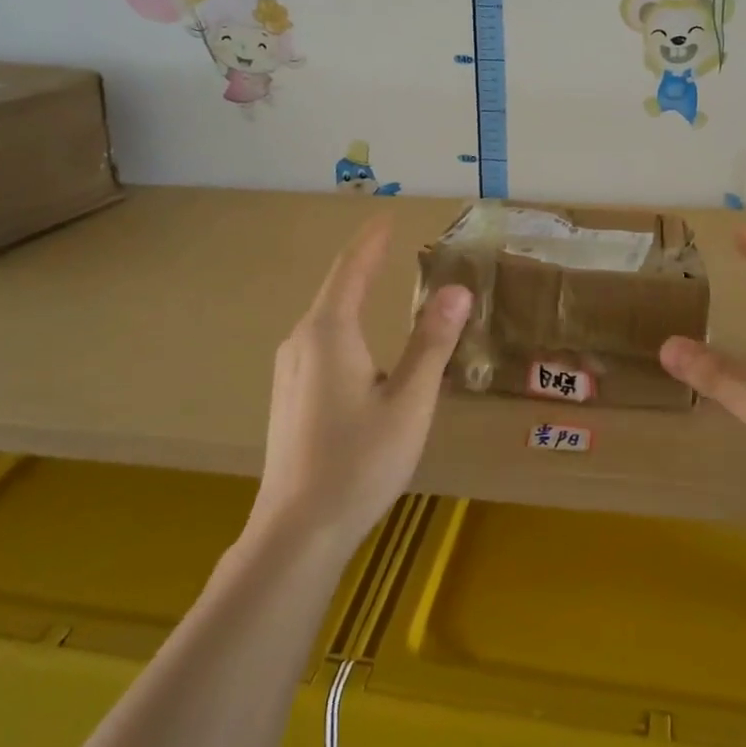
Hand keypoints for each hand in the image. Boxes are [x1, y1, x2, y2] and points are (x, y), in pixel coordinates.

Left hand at [254, 215, 471, 554]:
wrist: (297, 531)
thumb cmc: (359, 462)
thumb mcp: (410, 401)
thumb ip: (433, 343)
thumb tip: (457, 289)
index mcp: (329, 333)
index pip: (351, 270)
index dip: (371, 240)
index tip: (387, 215)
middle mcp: (302, 341)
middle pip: (336, 289)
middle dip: (363, 262)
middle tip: (390, 241)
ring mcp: (289, 370)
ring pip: (325, 317)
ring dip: (353, 293)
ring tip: (378, 279)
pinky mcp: (288, 394)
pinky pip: (320, 340)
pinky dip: (344, 321)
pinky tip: (358, 339)